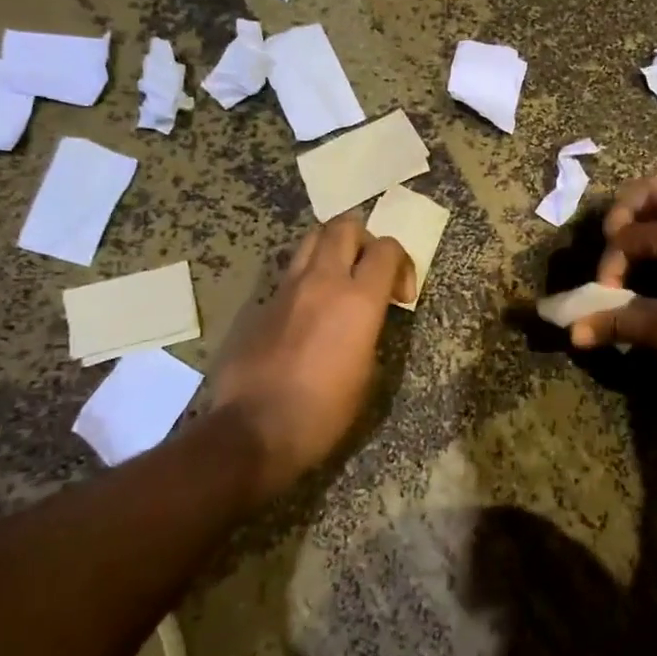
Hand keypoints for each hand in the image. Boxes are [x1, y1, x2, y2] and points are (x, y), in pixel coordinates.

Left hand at [203, 213, 413, 502]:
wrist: (255, 430)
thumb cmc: (324, 412)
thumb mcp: (367, 375)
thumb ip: (370, 332)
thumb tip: (365, 322)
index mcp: (358, 300)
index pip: (387, 248)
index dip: (402, 263)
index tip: (400, 297)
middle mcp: (322, 281)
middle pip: (344, 226)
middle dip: (364, 240)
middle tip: (369, 270)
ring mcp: (286, 289)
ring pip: (311, 239)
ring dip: (331, 249)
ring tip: (339, 280)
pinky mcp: (261, 304)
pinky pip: (289, 274)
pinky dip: (306, 279)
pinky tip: (308, 313)